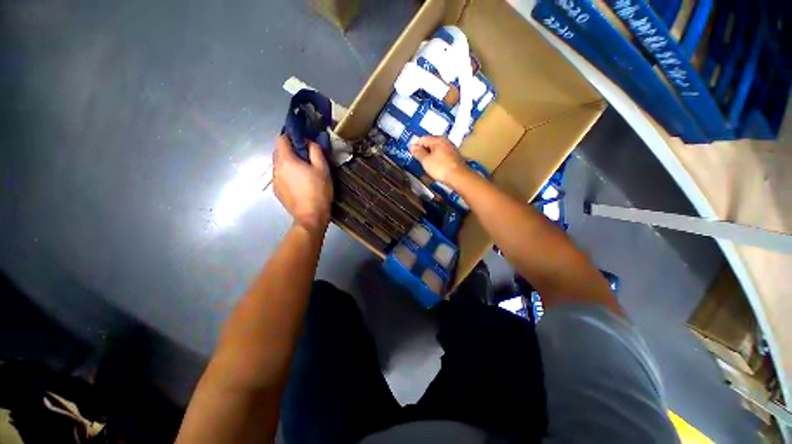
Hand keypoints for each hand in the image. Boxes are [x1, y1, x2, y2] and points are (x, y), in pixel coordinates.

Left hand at [272, 135, 332, 232]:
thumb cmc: (318, 191)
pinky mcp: (276, 191)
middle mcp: (275, 168)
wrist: (311, 216)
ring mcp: (274, 181)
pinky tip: (300, 184)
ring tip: (304, 173)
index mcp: (285, 160)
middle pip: (279, 151)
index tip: (304, 142)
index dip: (292, 137)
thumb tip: (309, 141)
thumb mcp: (323, 168)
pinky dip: (288, 175)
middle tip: (307, 158)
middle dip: (291, 151)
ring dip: (289, 164)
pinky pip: (280, 176)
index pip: (281, 138)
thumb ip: (316, 150)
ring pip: (280, 165)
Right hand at [409, 136, 466, 182]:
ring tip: (425, 163)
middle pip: (430, 143)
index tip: (411, 154)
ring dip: (430, 155)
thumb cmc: (440, 167)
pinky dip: (437, 158)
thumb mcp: (426, 161)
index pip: (422, 139)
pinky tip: (435, 165)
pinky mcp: (454, 156)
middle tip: (417, 159)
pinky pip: (442, 154)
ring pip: (437, 149)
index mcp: (437, 139)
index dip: (415, 145)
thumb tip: (412, 146)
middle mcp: (445, 141)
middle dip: (423, 150)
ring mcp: (451, 148)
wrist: (459, 176)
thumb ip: (418, 153)